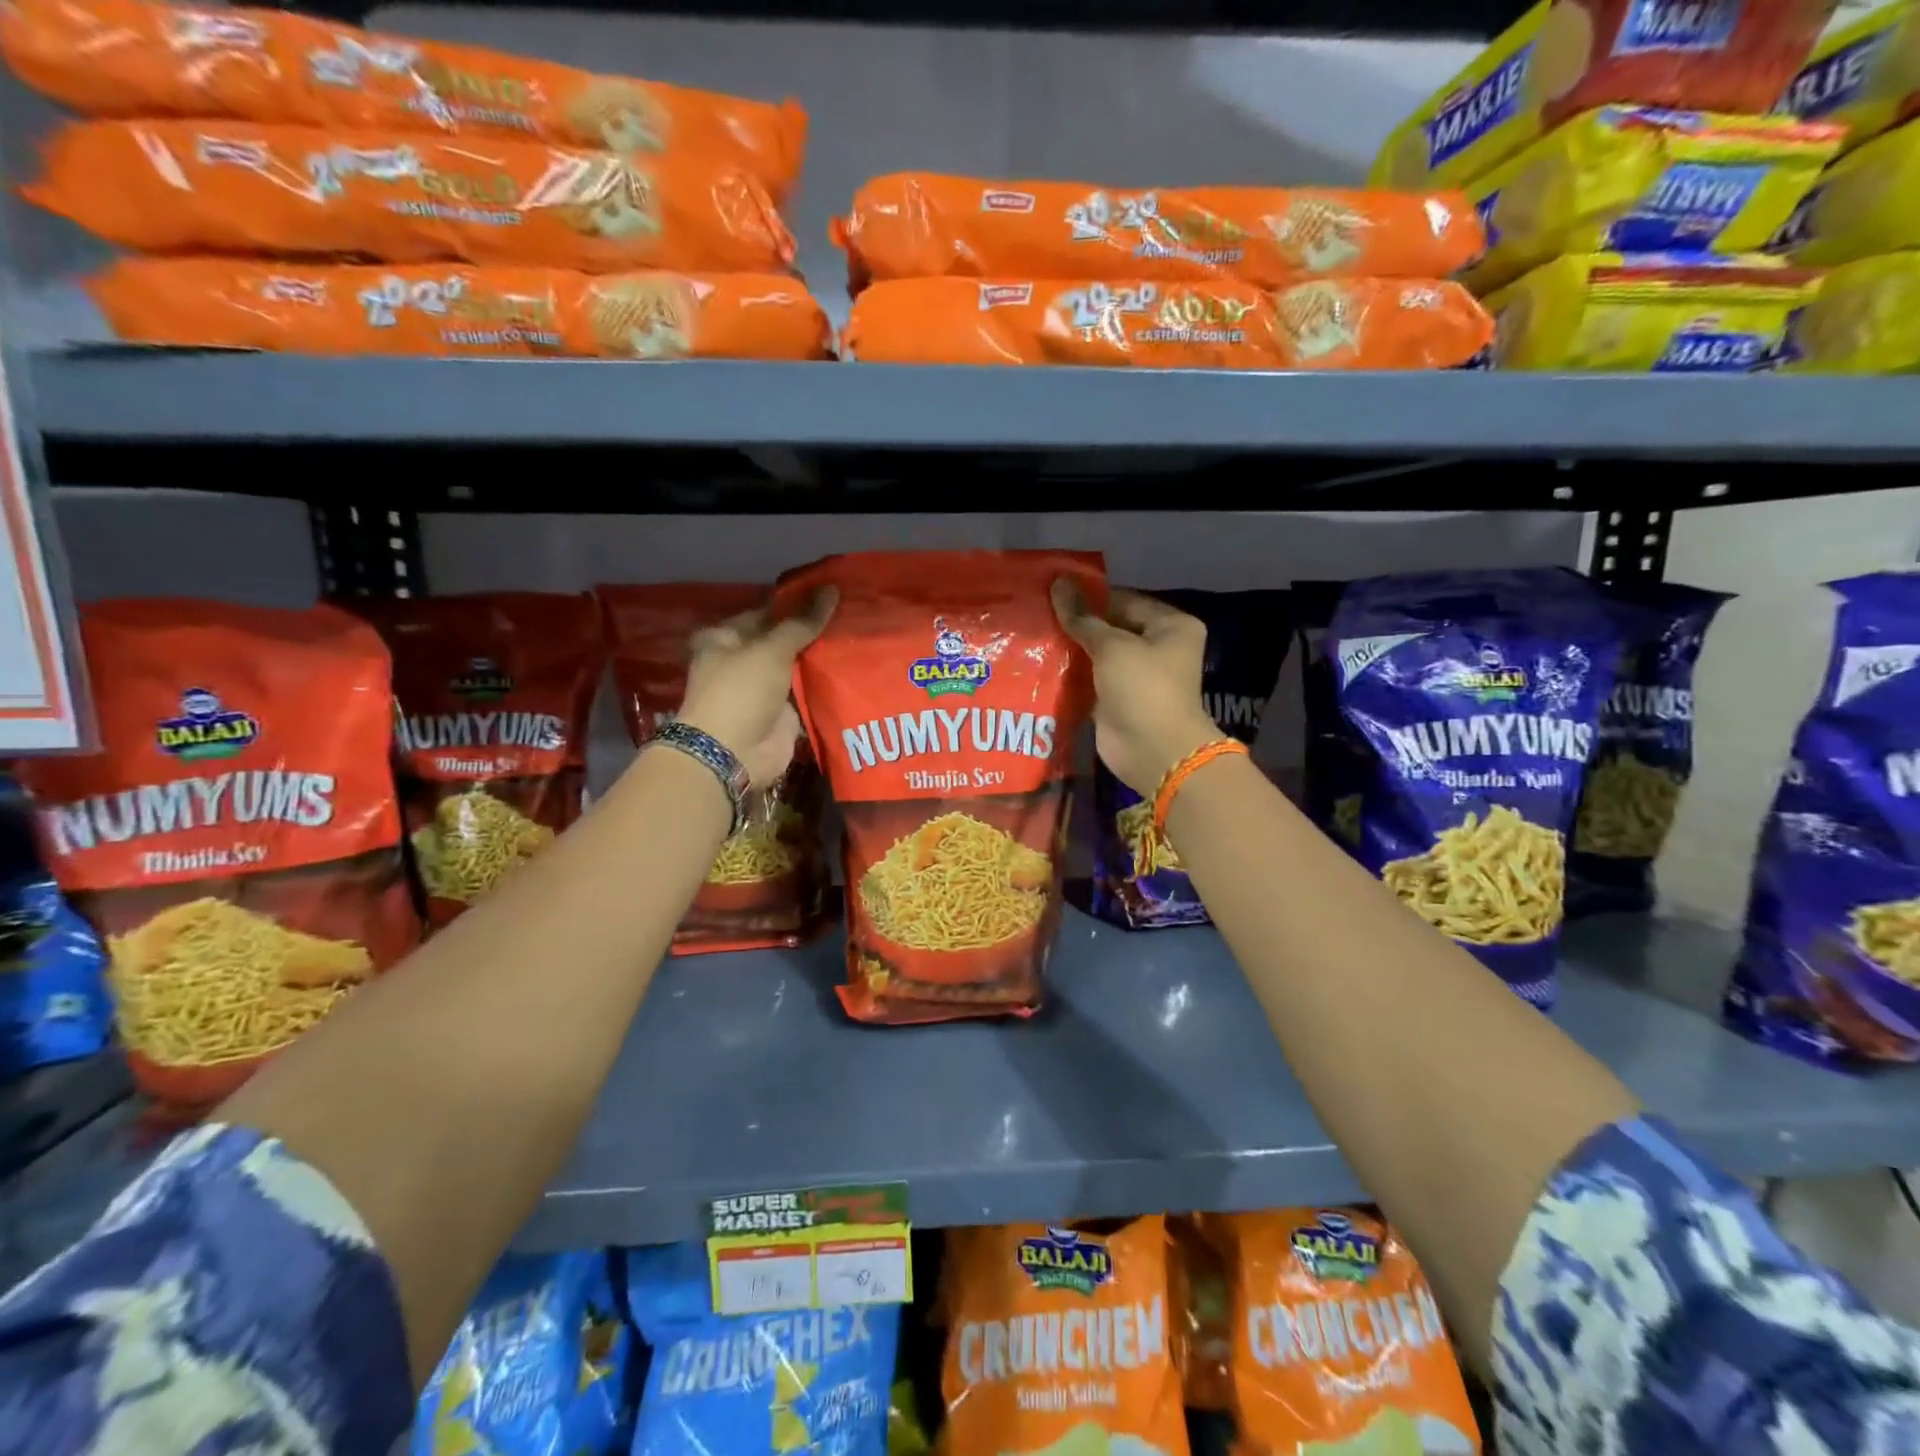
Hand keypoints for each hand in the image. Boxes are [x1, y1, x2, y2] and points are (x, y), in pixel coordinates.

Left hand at [678, 587, 836, 787]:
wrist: (733, 753)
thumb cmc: (741, 691)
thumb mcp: (771, 649)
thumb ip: (803, 622)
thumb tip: (831, 589)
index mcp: (726, 637)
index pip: (766, 611)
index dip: (796, 602)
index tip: (830, 593)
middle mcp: (742, 660)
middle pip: (783, 639)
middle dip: (812, 630)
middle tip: (851, 612)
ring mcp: (763, 689)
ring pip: (797, 666)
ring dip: (821, 657)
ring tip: (858, 634)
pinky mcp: (782, 713)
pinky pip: (807, 692)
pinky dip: (824, 684)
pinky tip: (853, 667)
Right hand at [1051, 580, 1219, 795]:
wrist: (1153, 751)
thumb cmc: (1143, 688)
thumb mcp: (1112, 646)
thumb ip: (1082, 617)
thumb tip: (1058, 583)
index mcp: (1170, 625)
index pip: (1123, 599)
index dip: (1089, 596)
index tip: (1052, 591)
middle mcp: (1157, 646)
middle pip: (1111, 626)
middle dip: (1077, 622)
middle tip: (1037, 610)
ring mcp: (1137, 675)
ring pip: (1098, 653)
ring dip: (1071, 648)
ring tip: (1034, 632)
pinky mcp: (1117, 699)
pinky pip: (1091, 678)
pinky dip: (1071, 673)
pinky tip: (1041, 661)